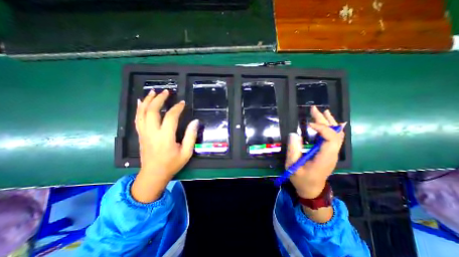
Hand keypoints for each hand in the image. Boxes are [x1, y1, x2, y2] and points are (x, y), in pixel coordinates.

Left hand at [131, 90, 198, 202]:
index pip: (171, 117)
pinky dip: (139, 108)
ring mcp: (144, 133)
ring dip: (147, 101)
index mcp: (165, 137)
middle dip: (159, 99)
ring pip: (142, 113)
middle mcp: (152, 133)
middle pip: (152, 111)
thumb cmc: (172, 164)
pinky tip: (141, 102)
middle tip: (166, 91)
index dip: (177, 108)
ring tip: (153, 92)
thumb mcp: (186, 152)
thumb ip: (191, 136)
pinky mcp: (140, 135)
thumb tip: (195, 122)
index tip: (182, 103)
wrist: (153, 175)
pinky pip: (137, 119)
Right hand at [286, 105, 345, 199]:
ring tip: (323, 111)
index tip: (308, 123)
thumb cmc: (301, 179)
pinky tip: (329, 122)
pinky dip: (331, 128)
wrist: (312, 189)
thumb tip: (294, 134)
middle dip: (325, 120)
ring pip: (336, 135)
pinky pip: (334, 138)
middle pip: (334, 134)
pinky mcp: (328, 153)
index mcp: (324, 158)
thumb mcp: (293, 166)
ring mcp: (331, 153)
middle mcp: (331, 154)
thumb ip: (293, 150)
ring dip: (330, 122)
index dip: (322, 128)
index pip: (330, 139)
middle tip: (314, 109)